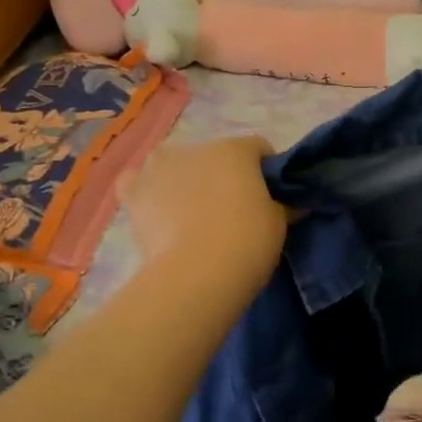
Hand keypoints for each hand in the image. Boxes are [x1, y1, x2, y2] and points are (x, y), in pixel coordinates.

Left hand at [117, 137, 285, 281]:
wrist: (197, 274)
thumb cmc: (247, 242)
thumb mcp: (279, 222)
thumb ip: (282, 204)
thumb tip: (289, 203)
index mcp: (235, 149)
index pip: (257, 149)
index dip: (265, 171)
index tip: (269, 197)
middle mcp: (195, 148)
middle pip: (214, 157)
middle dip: (222, 177)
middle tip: (230, 212)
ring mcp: (159, 167)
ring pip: (175, 166)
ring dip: (184, 181)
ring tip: (191, 217)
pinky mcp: (133, 192)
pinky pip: (137, 183)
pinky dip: (146, 192)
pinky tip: (155, 212)